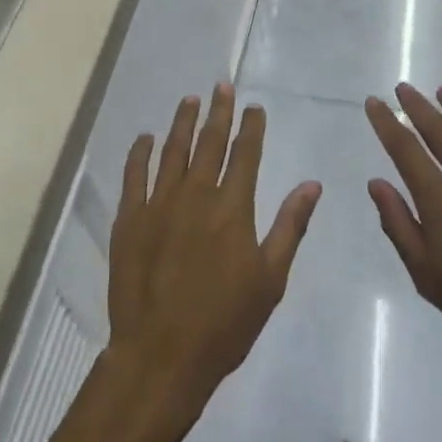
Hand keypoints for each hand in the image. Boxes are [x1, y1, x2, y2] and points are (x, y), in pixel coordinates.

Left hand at [107, 84, 321, 415]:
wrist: (162, 355)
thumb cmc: (224, 322)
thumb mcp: (270, 279)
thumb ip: (290, 226)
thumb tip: (312, 184)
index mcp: (232, 207)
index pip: (245, 154)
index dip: (251, 127)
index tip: (253, 106)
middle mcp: (196, 194)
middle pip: (209, 142)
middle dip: (218, 111)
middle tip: (222, 86)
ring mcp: (159, 203)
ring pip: (172, 150)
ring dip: (182, 122)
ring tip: (189, 100)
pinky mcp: (130, 218)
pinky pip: (134, 174)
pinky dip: (139, 152)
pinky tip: (145, 138)